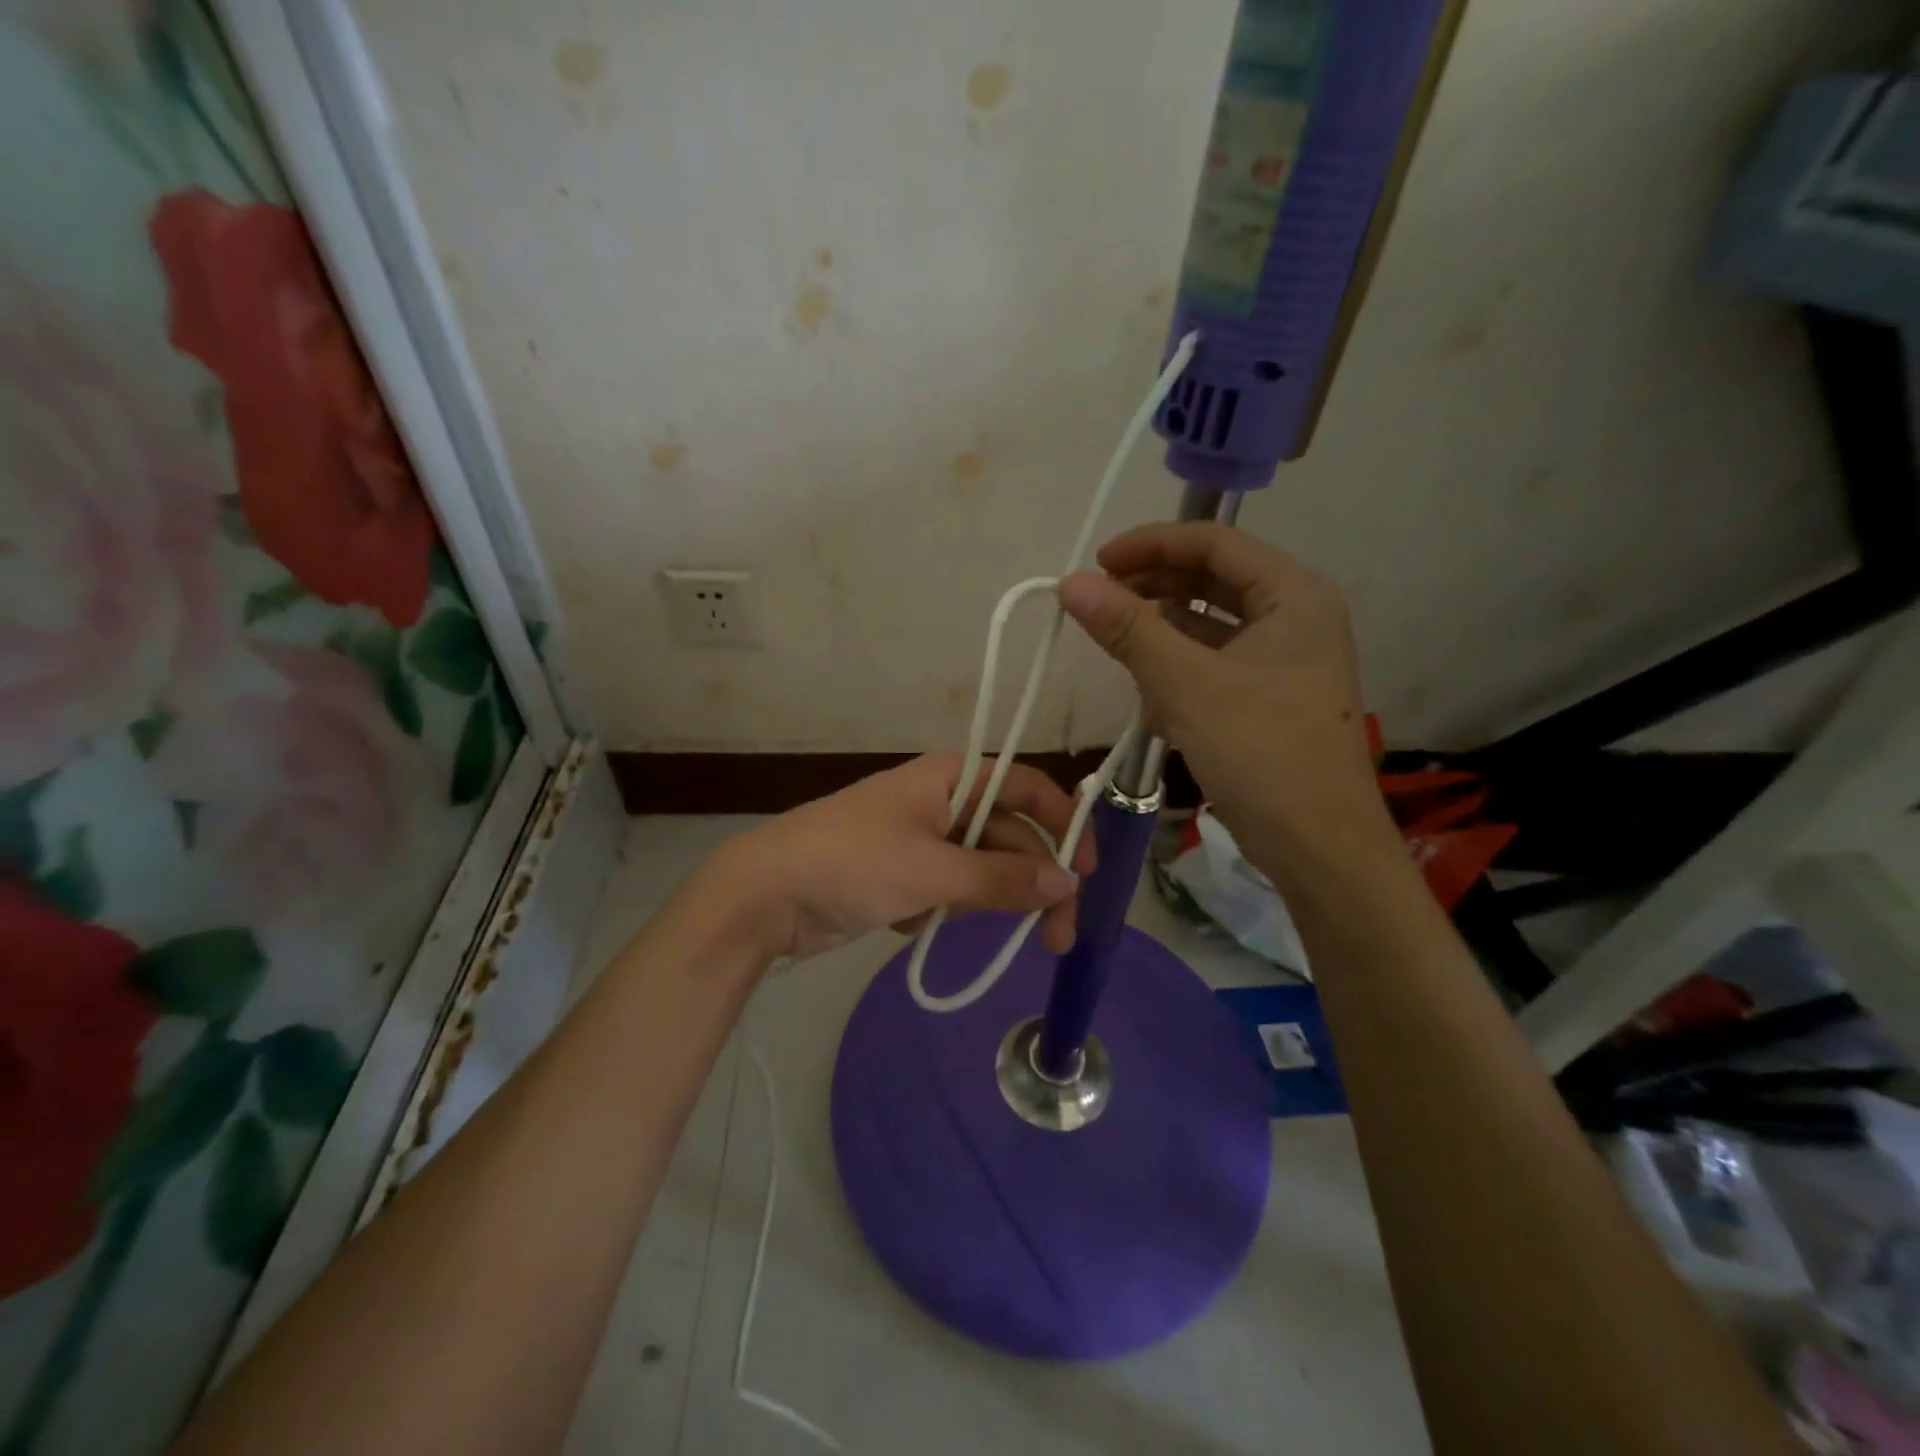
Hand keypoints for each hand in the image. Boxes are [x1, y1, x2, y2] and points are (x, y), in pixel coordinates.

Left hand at [714, 754, 1095, 961]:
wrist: (765, 895)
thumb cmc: (853, 863)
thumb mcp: (934, 870)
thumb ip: (1003, 877)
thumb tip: (1068, 883)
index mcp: (951, 778)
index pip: (1026, 789)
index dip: (1063, 822)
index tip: (1087, 870)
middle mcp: (941, 801)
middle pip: (1009, 835)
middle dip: (1036, 881)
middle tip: (1058, 935)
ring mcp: (921, 839)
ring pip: (982, 867)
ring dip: (997, 901)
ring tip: (1016, 943)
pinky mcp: (902, 875)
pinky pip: (950, 888)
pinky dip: (950, 909)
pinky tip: (919, 925)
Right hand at [1058, 523, 1389, 873]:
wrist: (1317, 845)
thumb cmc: (1260, 750)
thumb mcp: (1185, 683)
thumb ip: (1127, 628)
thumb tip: (1070, 583)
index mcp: (1293, 594)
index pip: (1215, 542)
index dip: (1151, 544)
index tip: (1096, 563)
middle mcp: (1295, 617)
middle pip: (1212, 580)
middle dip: (1153, 588)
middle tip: (1098, 603)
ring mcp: (1285, 660)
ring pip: (1211, 625)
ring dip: (1163, 633)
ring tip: (1118, 649)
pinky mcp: (1270, 698)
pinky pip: (1215, 664)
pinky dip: (1180, 671)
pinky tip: (1151, 697)